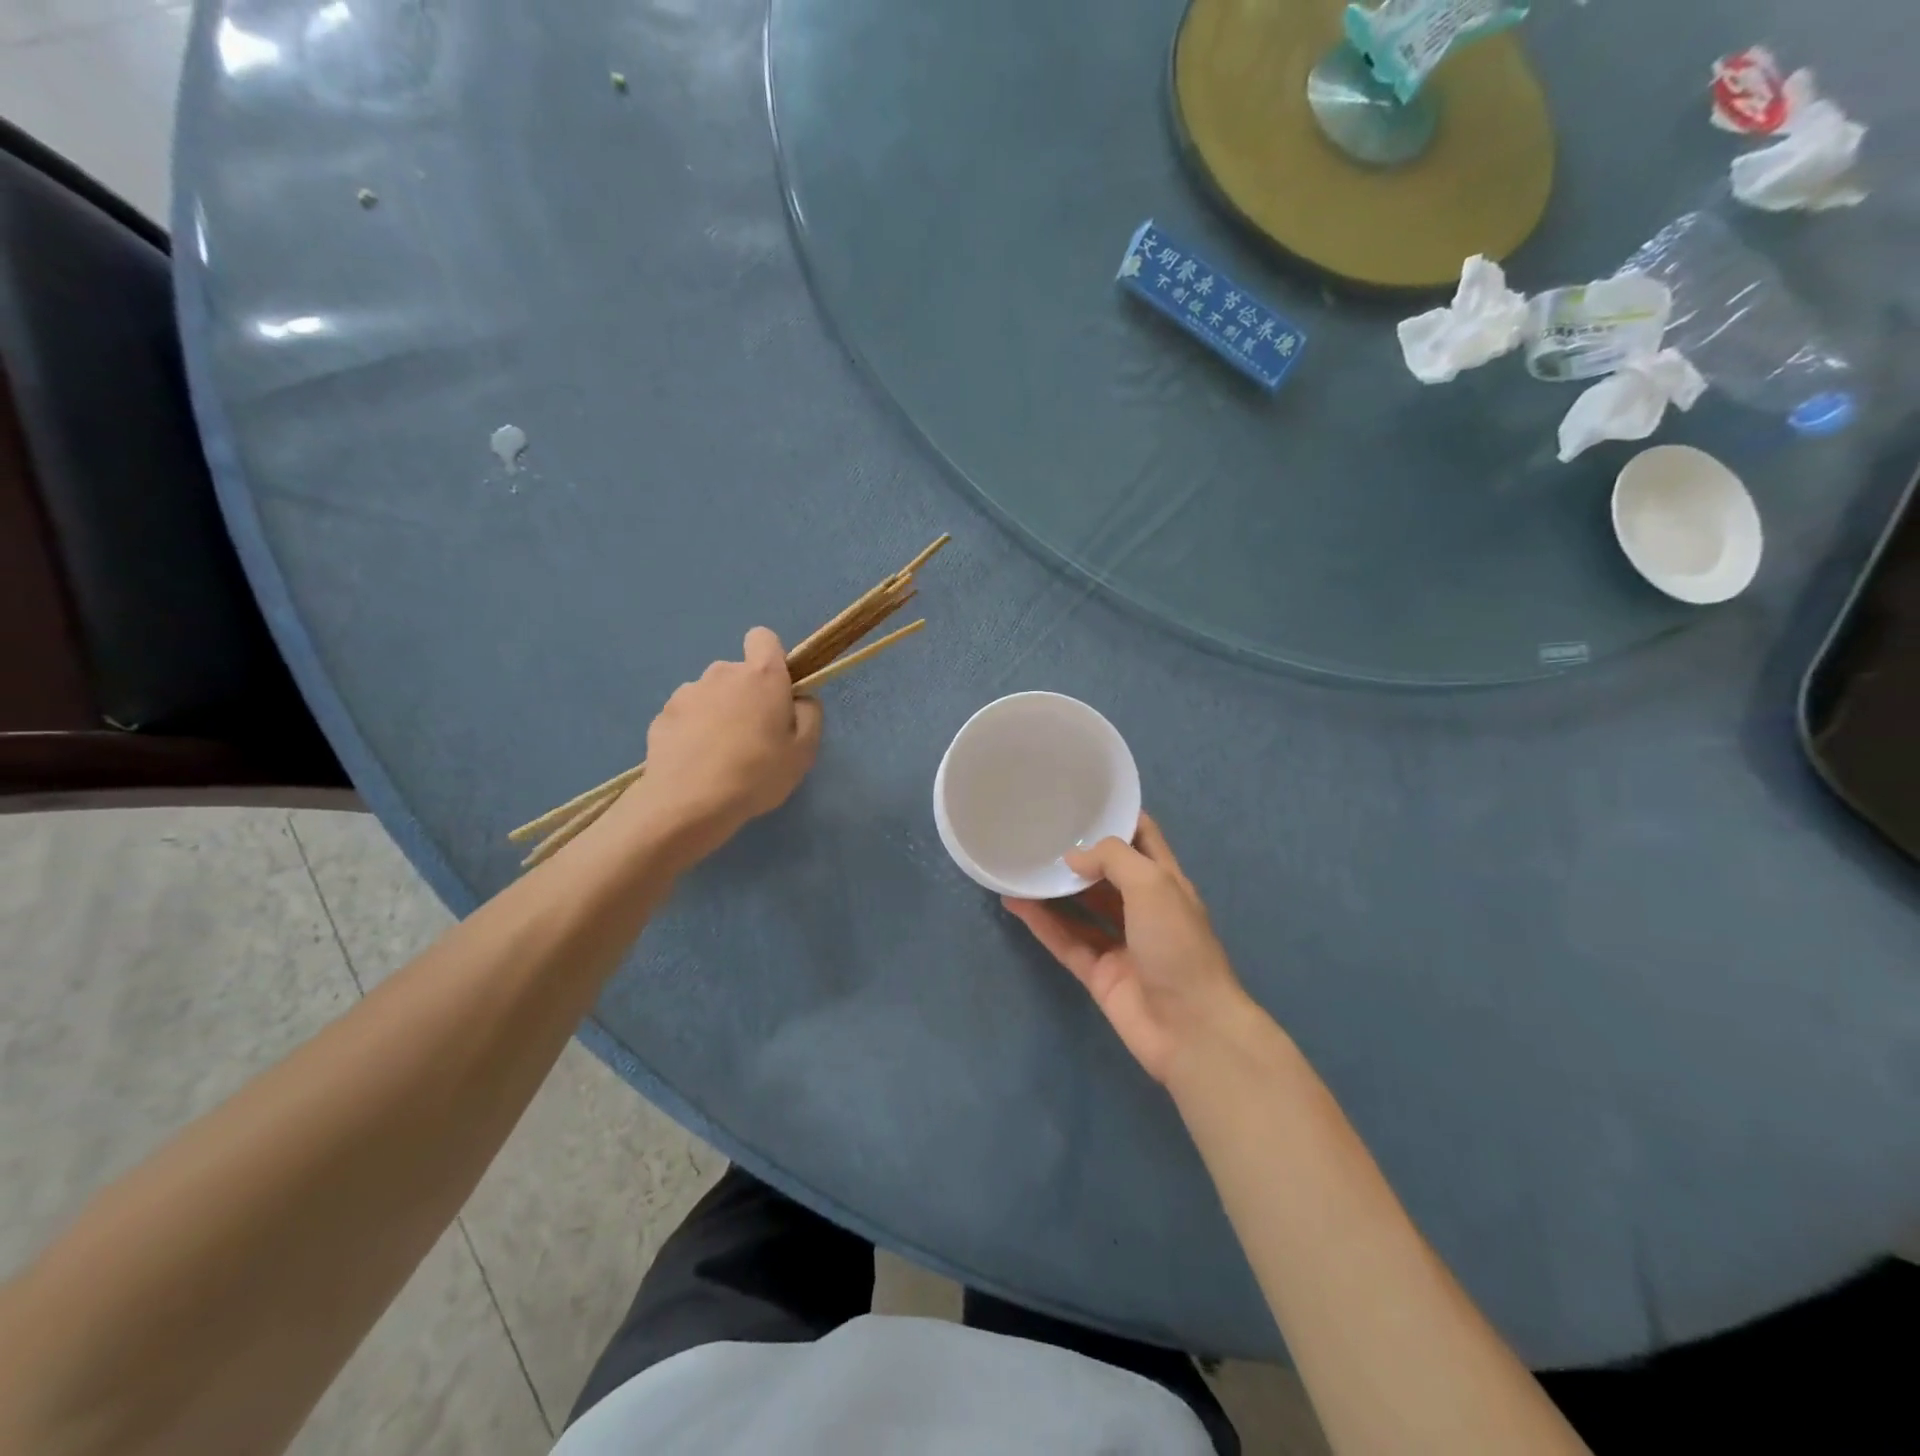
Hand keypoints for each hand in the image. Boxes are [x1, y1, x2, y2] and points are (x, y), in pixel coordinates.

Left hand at [623, 628, 822, 857]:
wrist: (689, 803)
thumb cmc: (757, 773)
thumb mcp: (804, 750)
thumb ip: (810, 714)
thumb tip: (800, 698)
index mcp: (761, 675)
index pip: (763, 638)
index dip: (771, 659)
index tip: (776, 691)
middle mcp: (721, 673)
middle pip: (738, 673)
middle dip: (746, 695)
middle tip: (754, 737)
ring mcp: (687, 692)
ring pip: (711, 695)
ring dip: (718, 714)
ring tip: (721, 755)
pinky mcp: (662, 716)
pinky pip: (686, 716)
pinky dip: (693, 732)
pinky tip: (697, 763)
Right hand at [1004, 814, 1254, 1085]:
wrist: (1190, 1028)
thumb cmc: (1178, 945)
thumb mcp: (1153, 884)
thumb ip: (1113, 860)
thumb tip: (1073, 858)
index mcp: (1166, 882)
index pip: (1142, 838)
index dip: (1117, 817)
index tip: (1081, 800)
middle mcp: (1143, 909)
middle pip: (1107, 874)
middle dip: (1079, 855)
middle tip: (1039, 832)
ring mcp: (1120, 943)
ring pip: (1081, 908)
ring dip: (1054, 889)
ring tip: (1020, 865)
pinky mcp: (1099, 974)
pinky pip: (1065, 941)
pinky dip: (1042, 923)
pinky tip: (1015, 903)